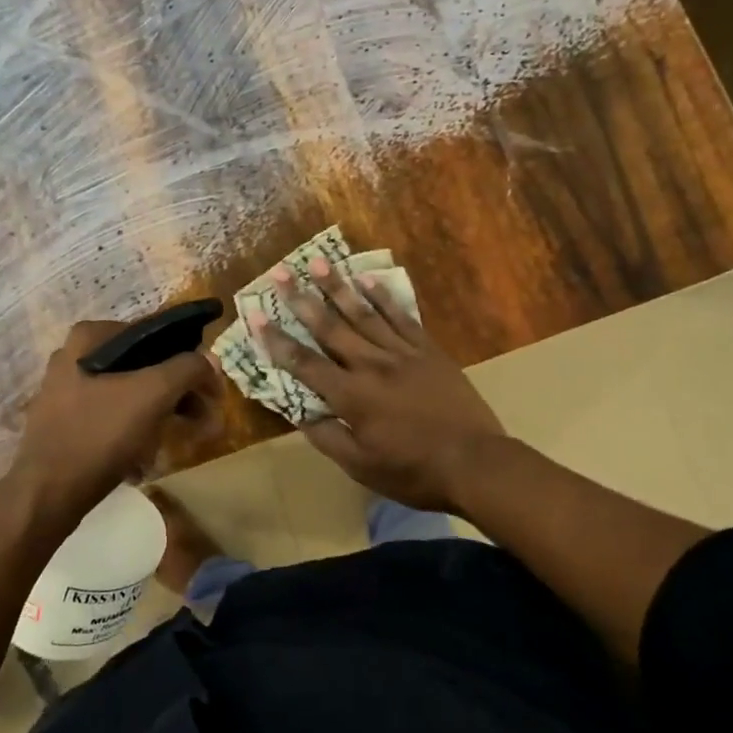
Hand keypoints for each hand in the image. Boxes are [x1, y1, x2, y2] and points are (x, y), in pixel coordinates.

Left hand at [11, 320, 219, 521]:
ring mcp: (65, 391)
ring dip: (159, 413)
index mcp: (90, 337)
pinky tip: (146, 457)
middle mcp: (73, 356)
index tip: (210, 389)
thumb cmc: (100, 434)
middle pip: (143, 366)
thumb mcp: (153, 394)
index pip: (155, 335)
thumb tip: (210, 359)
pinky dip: (134, 430)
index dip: (190, 360)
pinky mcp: (63, 423)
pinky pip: (111, 417)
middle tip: (203, 418)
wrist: (47, 494)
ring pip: (129, 393)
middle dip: (177, 392)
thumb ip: (187, 368)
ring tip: (180, 438)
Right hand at [251, 262, 505, 512]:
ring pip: (363, 314)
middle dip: (301, 299)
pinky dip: (383, 297)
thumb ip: (327, 437)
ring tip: (318, 261)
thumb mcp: (362, 467)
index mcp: (351, 396)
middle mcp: (371, 365)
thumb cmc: (414, 471)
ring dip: (337, 287)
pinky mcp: (428, 350)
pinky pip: (401, 317)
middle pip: (330, 327)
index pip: (304, 362)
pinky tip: (368, 279)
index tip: (256, 313)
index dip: (276, 339)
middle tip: (280, 272)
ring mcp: (402, 353)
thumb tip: (298, 413)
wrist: (476, 462)